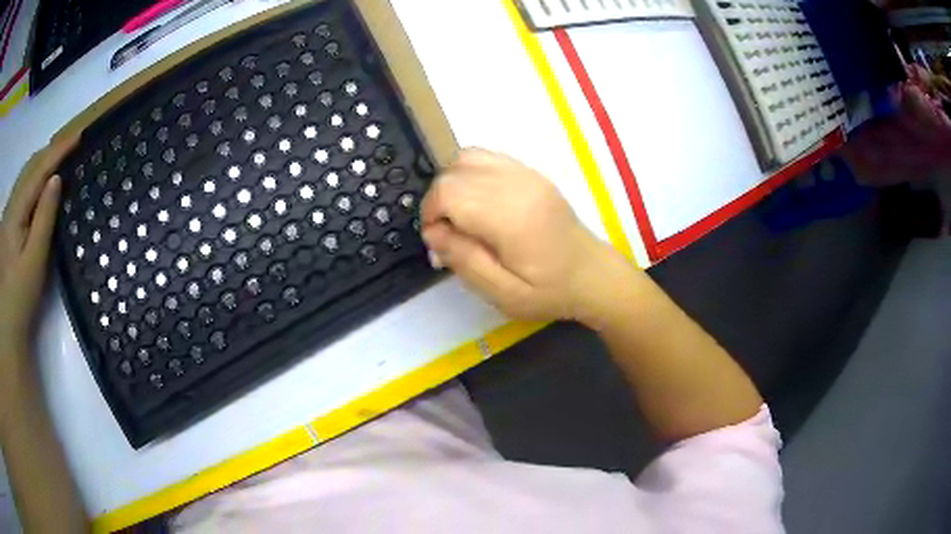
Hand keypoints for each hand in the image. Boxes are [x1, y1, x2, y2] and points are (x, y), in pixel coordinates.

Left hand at [0, 135, 75, 355]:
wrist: (7, 328)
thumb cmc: (20, 300)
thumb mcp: (33, 263)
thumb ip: (44, 219)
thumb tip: (56, 180)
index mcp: (14, 213)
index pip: (37, 171)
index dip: (57, 151)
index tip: (79, 135)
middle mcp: (9, 206)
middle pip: (29, 167)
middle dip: (49, 151)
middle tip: (71, 143)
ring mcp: (7, 215)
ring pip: (24, 175)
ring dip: (41, 162)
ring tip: (58, 156)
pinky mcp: (6, 224)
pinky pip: (20, 189)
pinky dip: (32, 177)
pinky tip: (39, 181)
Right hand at [421, 148, 616, 320]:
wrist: (592, 274)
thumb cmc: (550, 291)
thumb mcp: (504, 294)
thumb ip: (465, 261)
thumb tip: (433, 232)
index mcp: (511, 216)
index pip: (449, 192)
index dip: (430, 214)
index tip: (439, 241)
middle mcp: (518, 184)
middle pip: (453, 171)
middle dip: (438, 201)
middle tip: (450, 234)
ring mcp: (526, 173)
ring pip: (467, 157)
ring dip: (453, 184)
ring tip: (462, 216)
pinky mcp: (530, 172)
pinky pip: (486, 157)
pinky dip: (470, 174)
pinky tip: (480, 202)